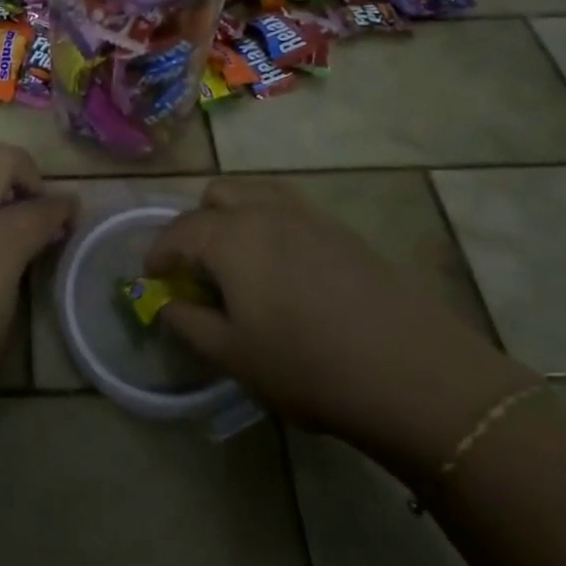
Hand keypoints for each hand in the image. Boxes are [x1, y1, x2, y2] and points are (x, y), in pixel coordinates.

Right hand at [145, 178, 536, 480]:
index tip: (152, 278)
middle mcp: (264, 209)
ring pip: (254, 192)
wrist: (413, 373)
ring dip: (233, 215)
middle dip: (196, 225)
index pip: (178, 231)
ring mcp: (306, 213)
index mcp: (230, 235)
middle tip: (198, 269)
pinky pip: (288, 207)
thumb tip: (167, 303)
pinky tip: (283, 267)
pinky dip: (269, 222)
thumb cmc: (308, 367)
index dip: (158, 253)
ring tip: (239, 260)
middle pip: (215, 196)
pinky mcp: (340, 228)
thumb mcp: (234, 355)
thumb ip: (189, 323)